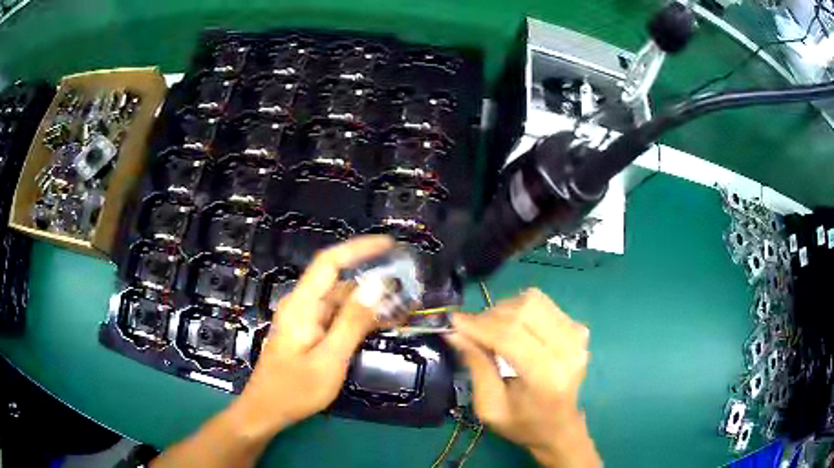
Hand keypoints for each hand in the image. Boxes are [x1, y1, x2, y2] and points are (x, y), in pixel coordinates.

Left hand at [229, 235, 393, 439]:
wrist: (267, 411)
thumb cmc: (295, 389)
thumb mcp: (329, 359)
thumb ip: (352, 322)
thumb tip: (377, 286)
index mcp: (302, 305)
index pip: (330, 262)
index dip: (359, 248)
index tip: (389, 244)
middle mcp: (303, 306)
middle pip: (338, 282)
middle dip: (371, 279)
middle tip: (406, 285)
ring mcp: (305, 320)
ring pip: (340, 301)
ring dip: (368, 302)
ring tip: (401, 307)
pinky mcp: (310, 334)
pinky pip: (337, 318)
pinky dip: (359, 318)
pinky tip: (380, 325)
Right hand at [447, 289, 599, 467]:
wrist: (560, 427)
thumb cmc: (522, 423)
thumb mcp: (489, 406)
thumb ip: (476, 366)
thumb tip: (455, 332)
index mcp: (547, 377)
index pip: (510, 336)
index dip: (478, 325)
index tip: (453, 321)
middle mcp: (568, 351)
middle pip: (524, 311)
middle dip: (490, 316)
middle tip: (471, 330)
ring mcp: (578, 336)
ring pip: (533, 301)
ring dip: (505, 310)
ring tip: (491, 329)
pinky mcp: (579, 328)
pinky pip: (543, 304)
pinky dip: (521, 310)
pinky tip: (512, 328)